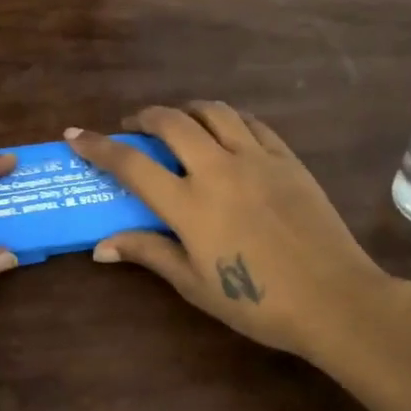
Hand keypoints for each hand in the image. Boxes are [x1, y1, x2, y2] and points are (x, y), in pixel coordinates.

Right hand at [67, 105, 395, 361]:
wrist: (334, 298)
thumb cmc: (257, 301)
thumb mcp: (194, 283)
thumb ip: (148, 253)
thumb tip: (100, 247)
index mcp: (188, 203)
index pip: (130, 164)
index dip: (98, 146)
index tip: (75, 133)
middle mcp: (217, 168)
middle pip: (171, 121)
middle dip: (144, 117)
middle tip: (135, 126)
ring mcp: (256, 158)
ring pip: (213, 111)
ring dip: (187, 110)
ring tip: (179, 123)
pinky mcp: (286, 158)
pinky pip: (252, 122)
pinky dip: (228, 119)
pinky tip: (226, 132)